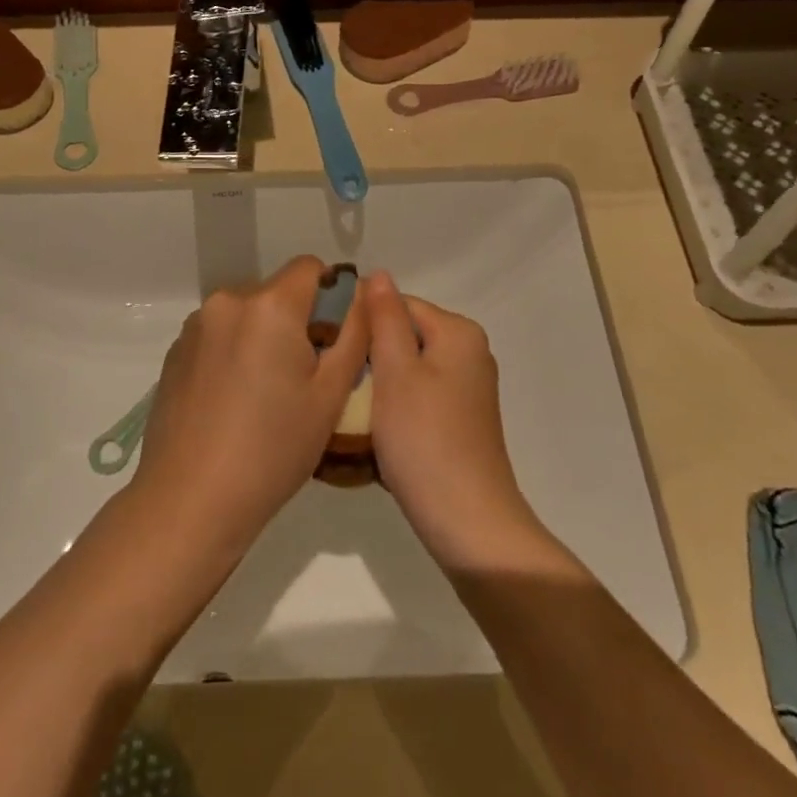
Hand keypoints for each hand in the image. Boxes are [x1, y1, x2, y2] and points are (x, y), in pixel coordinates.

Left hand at [135, 256, 367, 554]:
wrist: (191, 500)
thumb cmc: (273, 448)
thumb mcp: (330, 394)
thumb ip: (354, 333)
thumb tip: (363, 293)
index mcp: (269, 305)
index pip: (310, 267)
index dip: (331, 294)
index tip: (334, 338)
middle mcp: (228, 301)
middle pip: (277, 292)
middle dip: (296, 320)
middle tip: (304, 376)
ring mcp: (196, 326)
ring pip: (247, 314)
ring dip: (263, 336)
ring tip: (266, 394)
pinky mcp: (175, 352)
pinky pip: (219, 335)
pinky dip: (234, 352)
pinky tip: (233, 402)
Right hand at [362, 272, 539, 567]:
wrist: (467, 523)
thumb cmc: (425, 439)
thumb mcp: (396, 371)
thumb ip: (385, 319)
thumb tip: (379, 274)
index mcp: (458, 333)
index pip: (398, 304)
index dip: (362, 320)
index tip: (328, 343)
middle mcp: (469, 353)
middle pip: (404, 336)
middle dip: (369, 355)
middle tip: (333, 377)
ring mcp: (466, 390)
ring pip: (407, 369)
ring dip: (377, 384)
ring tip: (345, 406)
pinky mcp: (459, 421)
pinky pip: (417, 397)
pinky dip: (394, 408)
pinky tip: (371, 431)